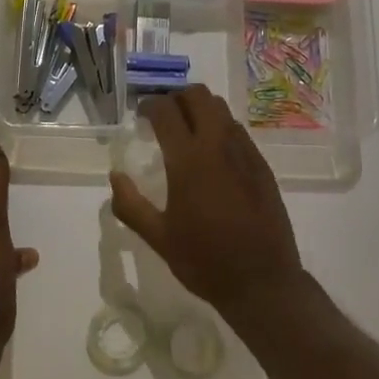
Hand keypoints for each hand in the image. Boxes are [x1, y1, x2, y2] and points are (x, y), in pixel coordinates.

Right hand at [109, 87, 305, 315]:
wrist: (262, 282)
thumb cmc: (205, 261)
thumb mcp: (159, 238)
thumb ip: (131, 205)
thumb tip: (115, 176)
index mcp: (189, 160)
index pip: (166, 111)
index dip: (150, 105)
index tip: (141, 115)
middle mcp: (219, 146)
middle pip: (199, 96)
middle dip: (177, 97)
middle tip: (163, 116)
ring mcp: (245, 153)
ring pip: (221, 110)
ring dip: (200, 110)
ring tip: (186, 131)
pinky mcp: (262, 166)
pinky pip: (238, 131)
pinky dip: (220, 128)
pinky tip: (212, 155)